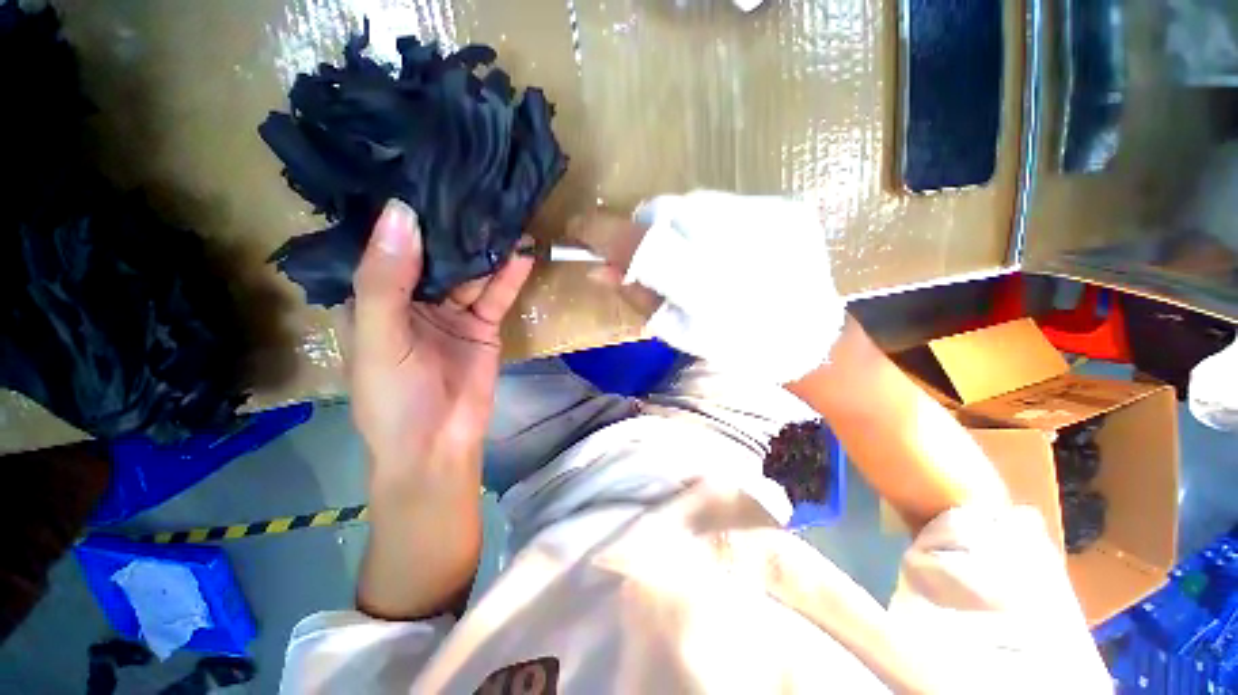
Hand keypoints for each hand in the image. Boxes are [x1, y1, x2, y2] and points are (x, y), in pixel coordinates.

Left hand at [348, 199, 533, 482]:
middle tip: (473, 184)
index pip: (385, 245)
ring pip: (470, 272)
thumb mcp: (380, 339)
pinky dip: (508, 276)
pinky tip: (521, 251)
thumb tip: (401, 213)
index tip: (421, 171)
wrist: (439, 444)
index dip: (400, 213)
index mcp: (375, 298)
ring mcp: (452, 311)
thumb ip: (386, 281)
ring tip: (504, 212)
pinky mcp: (483, 325)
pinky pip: (496, 295)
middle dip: (453, 225)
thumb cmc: (393, 398)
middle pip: (435, 254)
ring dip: (486, 248)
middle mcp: (413, 298)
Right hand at [583, 191, 845, 383]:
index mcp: (706, 287)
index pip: (639, 243)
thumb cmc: (737, 347)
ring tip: (689, 252)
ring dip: (677, 223)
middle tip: (649, 253)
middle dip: (644, 229)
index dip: (602, 233)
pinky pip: (726, 202)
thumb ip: (639, 296)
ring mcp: (767, 219)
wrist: (808, 338)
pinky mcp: (786, 207)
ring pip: (693, 201)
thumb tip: (600, 269)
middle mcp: (736, 244)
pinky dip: (709, 221)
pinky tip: (722, 246)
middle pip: (663, 210)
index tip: (580, 231)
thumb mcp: (680, 332)